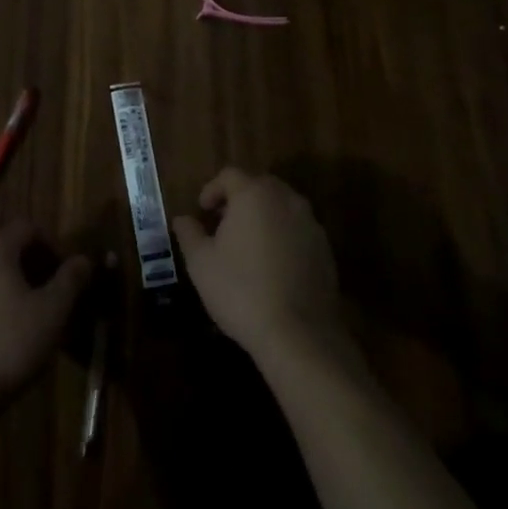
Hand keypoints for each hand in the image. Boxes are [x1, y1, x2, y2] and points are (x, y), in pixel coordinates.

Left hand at [0, 220, 91, 424]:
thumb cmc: (10, 344)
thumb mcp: (52, 312)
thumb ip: (71, 280)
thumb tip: (83, 259)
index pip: (28, 228)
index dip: (52, 246)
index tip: (66, 275)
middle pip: (8, 249)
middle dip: (33, 268)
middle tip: (53, 297)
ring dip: (12, 288)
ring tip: (31, 319)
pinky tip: (4, 336)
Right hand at [172, 168, 344, 365]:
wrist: (298, 333)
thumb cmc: (241, 290)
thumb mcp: (201, 263)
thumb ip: (189, 233)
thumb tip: (182, 219)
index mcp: (254, 194)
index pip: (229, 175)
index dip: (212, 189)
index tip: (202, 211)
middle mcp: (286, 199)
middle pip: (258, 185)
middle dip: (238, 199)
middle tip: (222, 224)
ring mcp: (310, 223)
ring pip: (281, 207)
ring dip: (263, 216)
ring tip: (247, 245)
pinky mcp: (325, 249)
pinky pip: (298, 230)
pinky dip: (283, 236)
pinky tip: (272, 265)